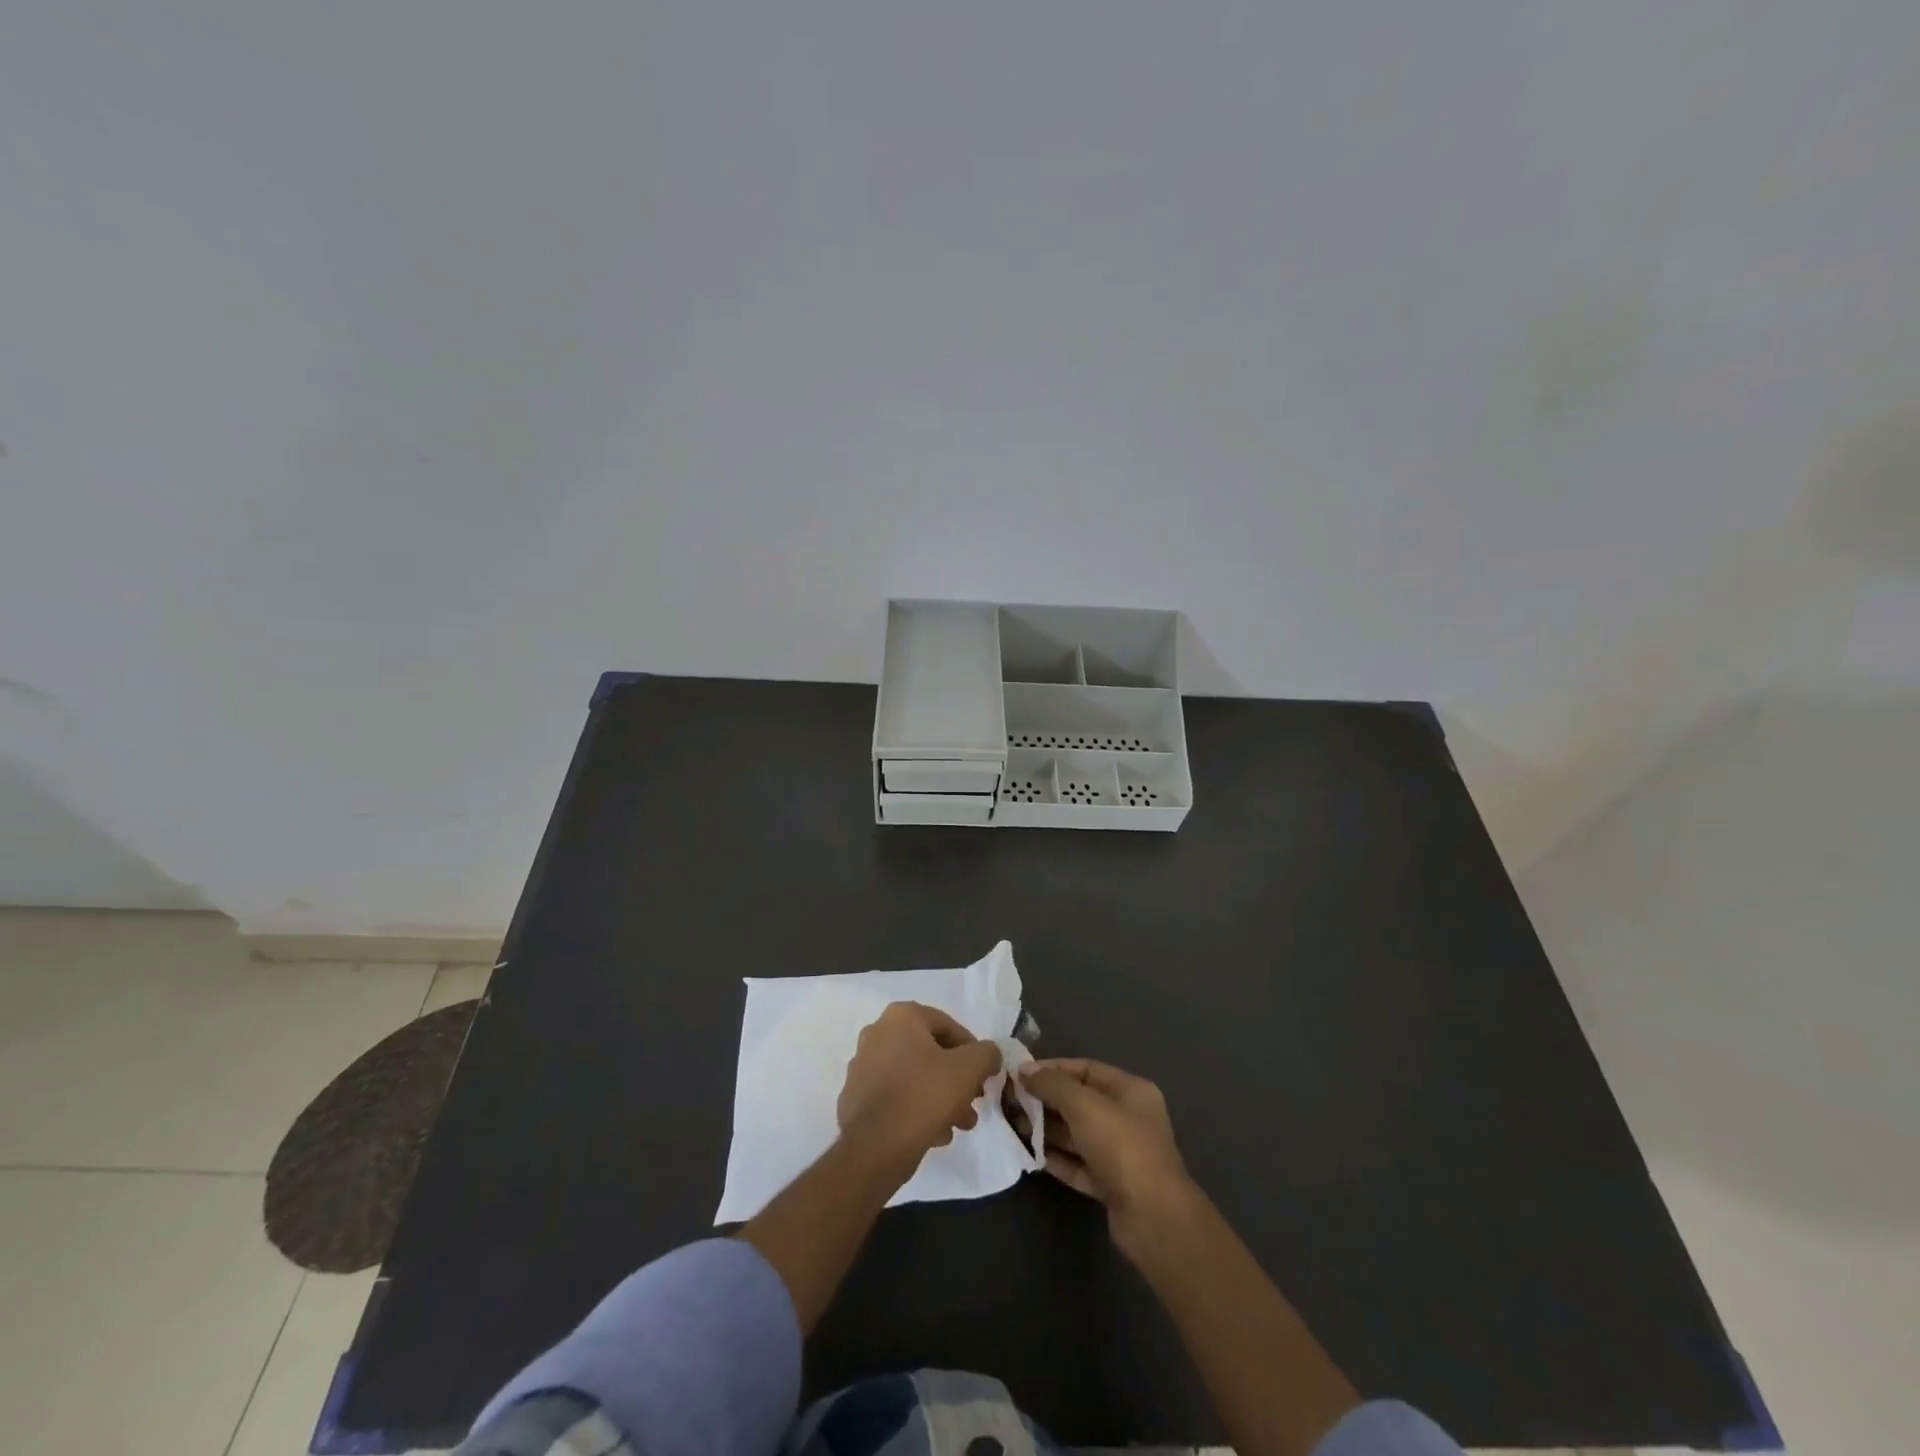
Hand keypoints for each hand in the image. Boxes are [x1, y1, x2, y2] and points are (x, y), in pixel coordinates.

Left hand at [838, 1002, 1002, 1171]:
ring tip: (958, 1125)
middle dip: (956, 1079)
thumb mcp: (968, 1070)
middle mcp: (877, 1033)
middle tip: (973, 1103)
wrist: (874, 1147)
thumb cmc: (924, 1096)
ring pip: (914, 1077)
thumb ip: (986, 1054)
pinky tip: (933, 1134)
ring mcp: (862, 1066)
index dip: (972, 1051)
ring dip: (940, 1097)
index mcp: (901, 1017)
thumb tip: (988, 1054)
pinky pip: (895, 1096)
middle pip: (930, 1053)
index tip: (984, 1076)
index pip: (948, 1026)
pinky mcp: (855, 1097)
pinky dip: (916, 1108)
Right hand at [1019, 1057, 1197, 1258]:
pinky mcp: (1111, 1185)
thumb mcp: (1084, 1106)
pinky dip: (1057, 1159)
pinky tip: (1031, 1156)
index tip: (1020, 1074)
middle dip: (1046, 1101)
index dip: (1053, 1069)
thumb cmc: (1122, 1147)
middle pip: (1079, 1102)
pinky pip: (1078, 1164)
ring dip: (1047, 1130)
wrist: (1153, 1218)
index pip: (1086, 1069)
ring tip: (1014, 1127)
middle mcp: (1127, 1118)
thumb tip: (1024, 1070)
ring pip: (1077, 1135)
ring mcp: (1120, 1154)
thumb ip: (1053, 1084)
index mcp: (1130, 1091)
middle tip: (1011, 1102)